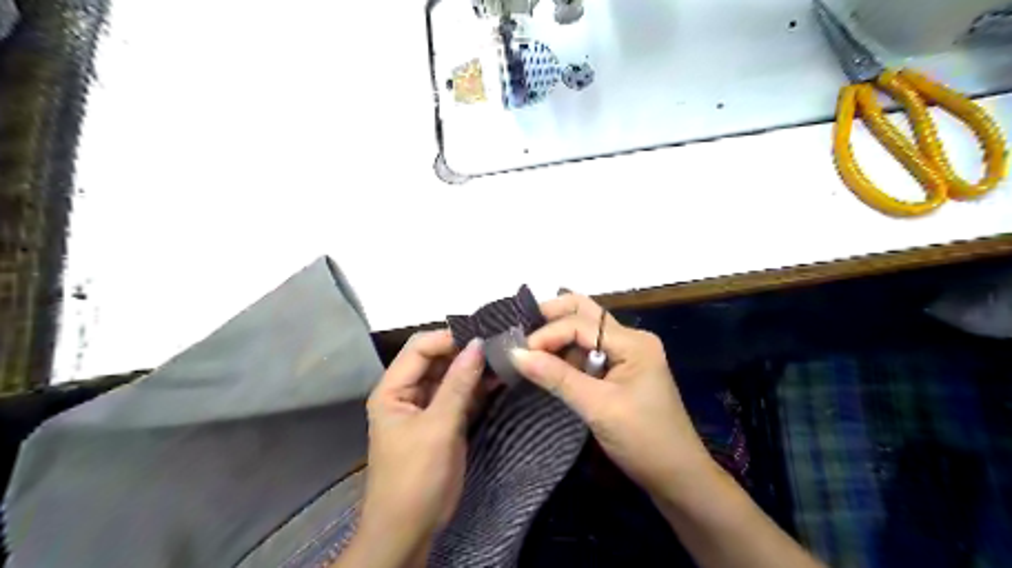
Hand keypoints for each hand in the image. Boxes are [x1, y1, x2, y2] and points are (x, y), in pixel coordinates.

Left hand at [359, 333, 485, 558]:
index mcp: (393, 389)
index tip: (483, 337)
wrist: (409, 530)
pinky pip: (460, 396)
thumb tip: (478, 343)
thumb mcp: (438, 427)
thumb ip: (458, 384)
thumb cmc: (416, 477)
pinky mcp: (442, 422)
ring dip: (474, 369)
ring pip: (451, 376)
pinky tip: (499, 380)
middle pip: (436, 359)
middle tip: (500, 344)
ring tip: (505, 358)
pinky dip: (477, 388)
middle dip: (465, 352)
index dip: (449, 339)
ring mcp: (426, 407)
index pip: (419, 347)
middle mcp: (407, 392)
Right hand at [510, 296, 714, 494]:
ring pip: (585, 332)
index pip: (580, 323)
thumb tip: (515, 354)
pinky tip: (548, 364)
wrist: (678, 478)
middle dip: (552, 318)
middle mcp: (630, 339)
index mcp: (633, 342)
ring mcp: (627, 354)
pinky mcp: (621, 371)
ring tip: (527, 348)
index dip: (547, 334)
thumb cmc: (643, 440)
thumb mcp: (598, 407)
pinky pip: (589, 353)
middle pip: (585, 314)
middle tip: (520, 332)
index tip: (518, 353)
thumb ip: (556, 377)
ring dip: (557, 337)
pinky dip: (567, 355)